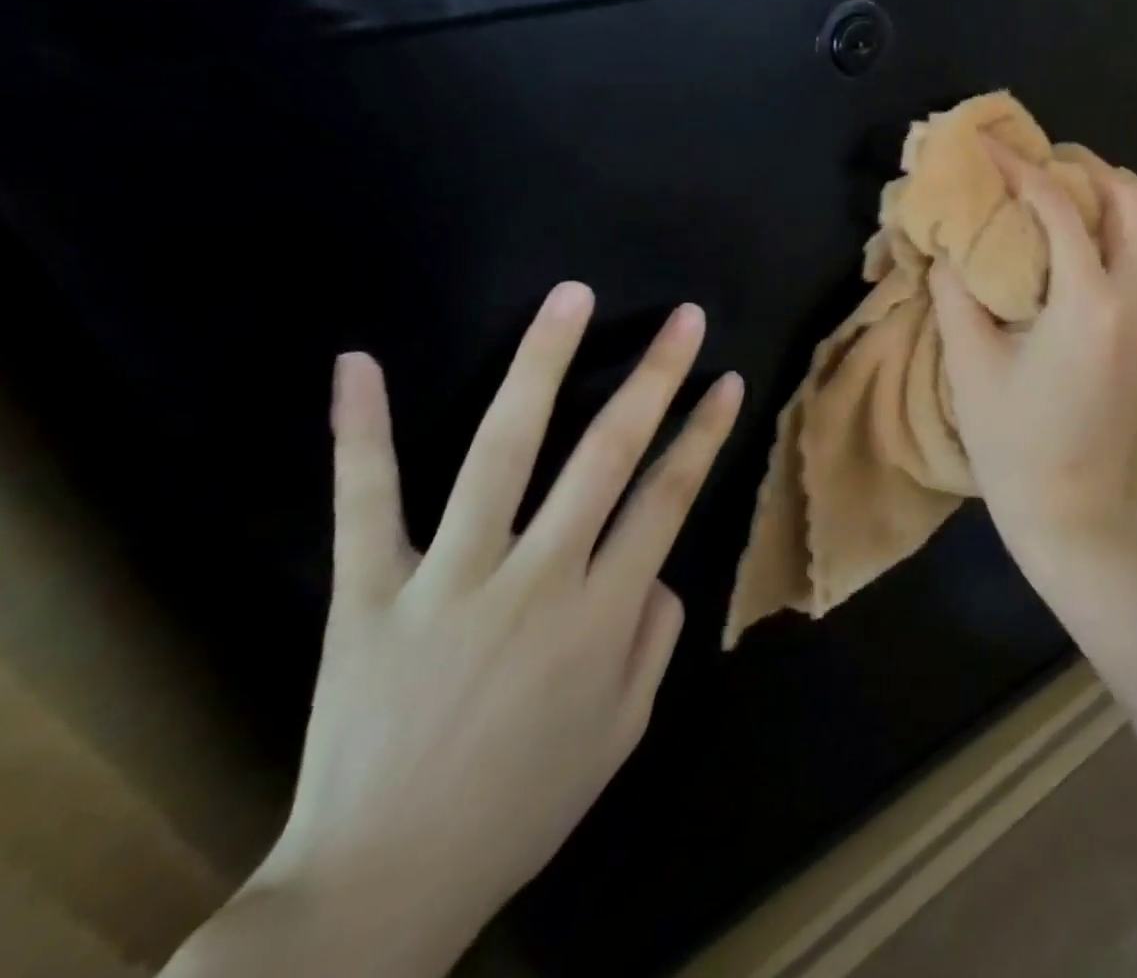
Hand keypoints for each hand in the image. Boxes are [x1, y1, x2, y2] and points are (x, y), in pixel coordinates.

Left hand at [246, 285, 741, 970]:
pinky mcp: (368, 592)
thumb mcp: (623, 727)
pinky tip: (357, 361)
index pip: (671, 495)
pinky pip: (364, 501)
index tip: (728, 378)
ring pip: (502, 450)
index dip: (704, 432)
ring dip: (540, 366)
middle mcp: (538, 576)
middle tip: (683, 317)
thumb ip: (654, 634)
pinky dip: (359, 430)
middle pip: (607, 453)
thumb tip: (659, 565)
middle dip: (653, 377)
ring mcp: (449, 577)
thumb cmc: (524, 802)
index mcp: (604, 612)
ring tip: (568, 298)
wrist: (378, 888)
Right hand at [929, 139, 1136, 563]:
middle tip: (1041, 164)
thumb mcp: (970, 363)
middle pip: (1130, 199)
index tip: (991, 145)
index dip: (1020, 168)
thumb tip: (947, 244)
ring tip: (1074, 204)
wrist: (1072, 512)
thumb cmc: (1013, 443)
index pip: (1058, 207)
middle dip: (1085, 168)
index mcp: (1088, 300)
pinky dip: (1135, 241)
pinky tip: (1098, 257)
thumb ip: (955, 291)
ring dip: (1118, 205)